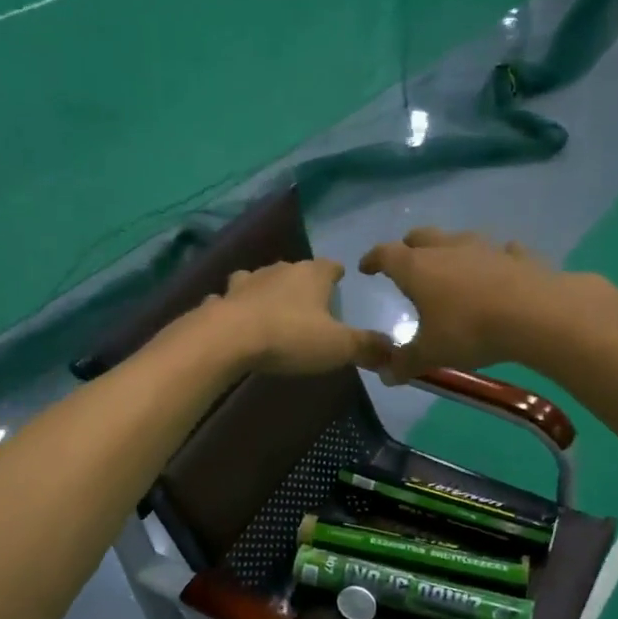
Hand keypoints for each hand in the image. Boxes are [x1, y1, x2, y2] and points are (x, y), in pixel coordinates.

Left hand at [205, 259, 391, 375]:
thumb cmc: (290, 336)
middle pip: (295, 271)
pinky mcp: (222, 299)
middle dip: (302, 283)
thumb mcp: (338, 347)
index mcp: (312, 274)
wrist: (228, 338)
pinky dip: (235, 307)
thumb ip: (368, 348)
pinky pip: (231, 300)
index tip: (341, 280)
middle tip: (310, 303)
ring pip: (260, 280)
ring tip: (272, 309)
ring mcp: (247, 282)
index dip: (337, 274)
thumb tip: (395, 353)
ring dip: (266, 291)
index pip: (331, 266)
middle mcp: (279, 269)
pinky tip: (236, 320)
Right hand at [360, 228, 617, 382]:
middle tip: (405, 260)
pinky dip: (496, 258)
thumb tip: (385, 375)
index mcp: (417, 268)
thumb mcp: (431, 353)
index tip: (366, 267)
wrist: (536, 315)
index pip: (385, 254)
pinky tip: (500, 266)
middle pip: (421, 237)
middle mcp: (448, 249)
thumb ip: (406, 362)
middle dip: (409, 247)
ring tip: (451, 264)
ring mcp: (486, 248)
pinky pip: (503, 251)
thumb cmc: (469, 330)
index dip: (373, 259)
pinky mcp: (519, 257)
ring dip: (451, 249)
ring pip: (460, 239)